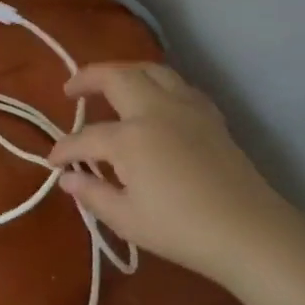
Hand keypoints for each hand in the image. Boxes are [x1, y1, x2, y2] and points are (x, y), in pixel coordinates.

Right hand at [47, 62, 304, 288]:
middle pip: (116, 77)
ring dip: (124, 71)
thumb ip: (92, 194)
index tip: (53, 161)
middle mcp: (155, 111)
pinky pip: (177, 85)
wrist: (251, 234)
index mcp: (130, 138)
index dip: (64, 149)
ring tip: (109, 83)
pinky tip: (153, 100)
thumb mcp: (127, 219)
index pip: (85, 137)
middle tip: (71, 90)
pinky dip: (157, 84)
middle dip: (87, 78)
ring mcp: (186, 109)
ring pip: (150, 70)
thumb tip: (68, 178)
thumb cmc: (182, 230)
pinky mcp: (210, 116)